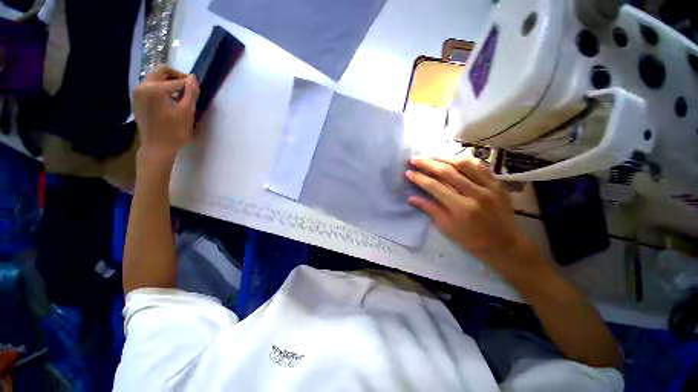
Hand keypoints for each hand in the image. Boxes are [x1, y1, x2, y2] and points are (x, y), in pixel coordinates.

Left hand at [134, 65, 199, 165]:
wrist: (157, 147)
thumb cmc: (175, 131)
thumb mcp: (187, 112)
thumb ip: (191, 92)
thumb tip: (193, 77)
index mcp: (156, 88)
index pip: (177, 80)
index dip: (189, 83)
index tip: (197, 90)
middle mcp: (143, 86)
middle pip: (161, 72)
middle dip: (176, 77)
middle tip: (188, 87)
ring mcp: (138, 93)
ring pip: (155, 79)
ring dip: (168, 83)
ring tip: (180, 96)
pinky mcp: (137, 101)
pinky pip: (150, 88)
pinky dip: (161, 89)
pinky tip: (169, 102)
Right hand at [406, 154, 547, 276]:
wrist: (506, 245)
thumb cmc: (473, 240)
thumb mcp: (448, 228)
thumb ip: (430, 210)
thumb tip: (411, 198)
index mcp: (461, 207)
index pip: (435, 187)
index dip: (419, 178)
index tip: (408, 172)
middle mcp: (475, 193)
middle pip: (447, 171)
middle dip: (428, 164)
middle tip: (415, 159)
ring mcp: (489, 186)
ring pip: (464, 163)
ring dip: (445, 157)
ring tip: (432, 156)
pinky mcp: (497, 183)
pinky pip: (480, 165)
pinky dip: (465, 159)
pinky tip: (454, 158)